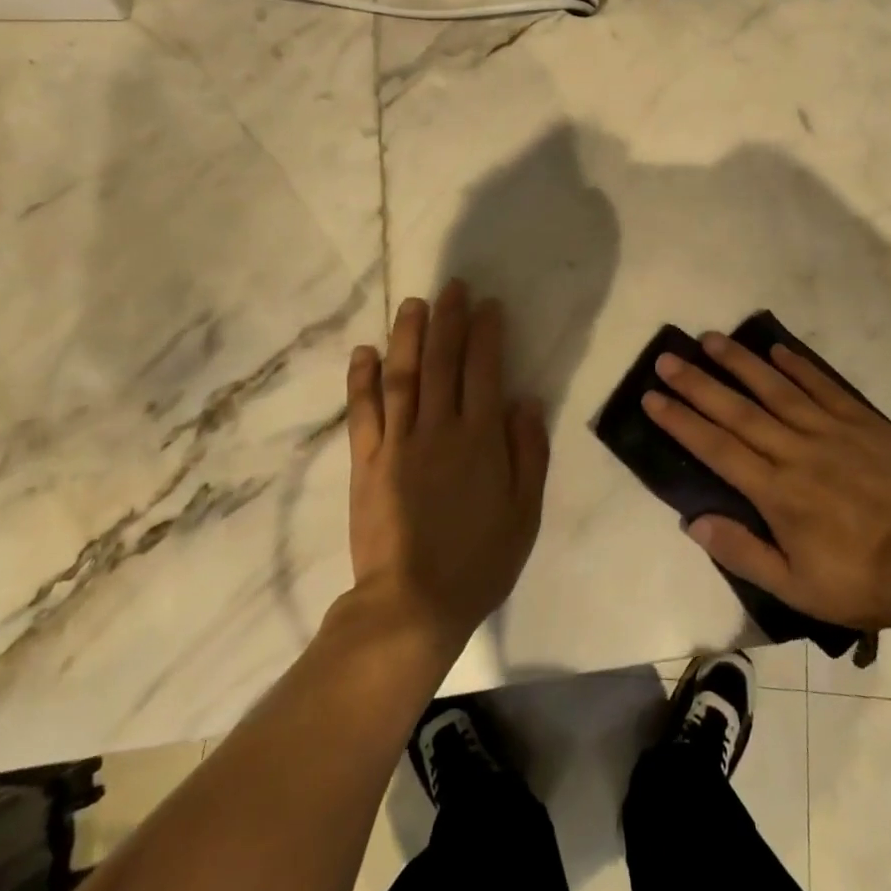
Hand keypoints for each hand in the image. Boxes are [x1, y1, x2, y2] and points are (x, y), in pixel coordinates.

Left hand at [345, 280, 549, 657]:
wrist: (412, 604)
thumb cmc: (479, 560)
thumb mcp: (525, 513)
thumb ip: (528, 452)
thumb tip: (523, 400)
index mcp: (479, 439)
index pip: (483, 370)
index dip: (486, 333)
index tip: (487, 305)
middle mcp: (438, 428)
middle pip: (442, 361)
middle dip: (448, 319)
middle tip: (451, 286)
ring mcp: (397, 442)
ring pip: (402, 375)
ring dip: (407, 335)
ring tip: (413, 303)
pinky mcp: (366, 462)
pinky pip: (363, 412)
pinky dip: (362, 379)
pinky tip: (364, 352)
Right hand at [644, 332, 890, 633]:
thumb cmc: (859, 581)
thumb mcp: (795, 586)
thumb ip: (742, 552)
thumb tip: (694, 521)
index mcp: (776, 491)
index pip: (716, 447)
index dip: (681, 420)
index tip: (652, 397)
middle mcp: (796, 451)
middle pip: (737, 410)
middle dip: (698, 383)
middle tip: (668, 358)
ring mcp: (831, 432)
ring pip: (777, 389)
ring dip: (741, 363)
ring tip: (712, 339)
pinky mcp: (863, 423)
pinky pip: (824, 387)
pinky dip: (799, 366)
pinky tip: (777, 350)